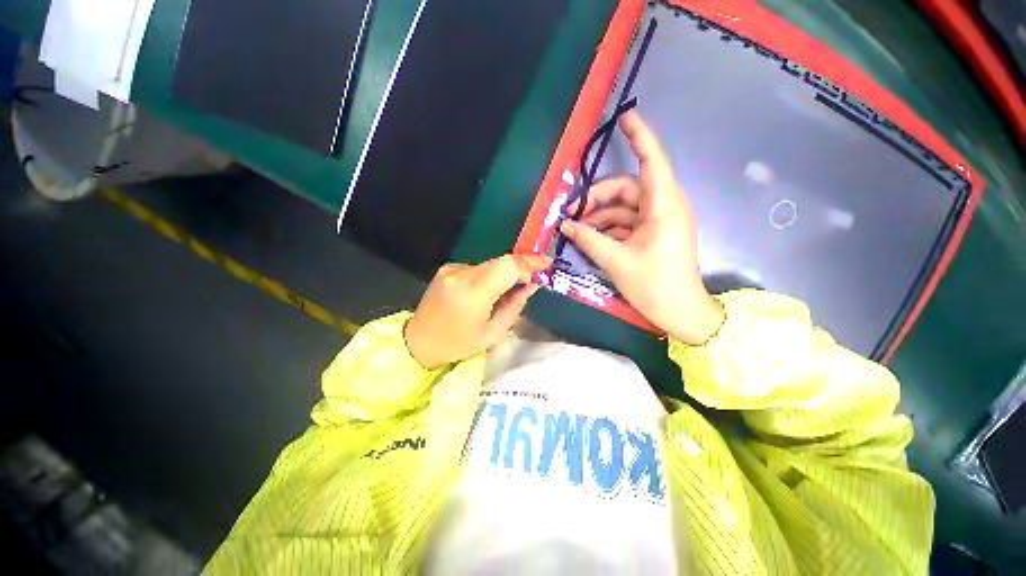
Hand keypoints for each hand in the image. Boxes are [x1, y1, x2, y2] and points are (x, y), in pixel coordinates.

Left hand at [404, 254, 552, 368]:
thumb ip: (515, 305)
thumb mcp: (493, 333)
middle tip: (537, 275)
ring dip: (506, 272)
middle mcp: (460, 275)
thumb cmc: (458, 344)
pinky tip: (488, 290)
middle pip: (501, 261)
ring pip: (491, 263)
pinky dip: (490, 275)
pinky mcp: (447, 267)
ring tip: (511, 289)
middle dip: (522, 266)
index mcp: (472, 296)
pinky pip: (479, 267)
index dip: (530, 264)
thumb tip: (533, 284)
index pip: (507, 267)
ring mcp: (451, 269)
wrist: (419, 341)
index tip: (547, 266)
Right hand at [560, 110, 723, 344]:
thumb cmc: (654, 286)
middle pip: (626, 189)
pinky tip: (589, 239)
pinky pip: (626, 223)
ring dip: (598, 216)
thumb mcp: (616, 261)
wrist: (679, 313)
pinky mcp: (652, 235)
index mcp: (664, 207)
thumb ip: (589, 240)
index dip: (640, 137)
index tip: (625, 117)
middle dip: (596, 198)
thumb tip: (565, 225)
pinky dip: (607, 228)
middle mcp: (663, 208)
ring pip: (623, 208)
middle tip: (571, 214)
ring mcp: (658, 222)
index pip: (652, 161)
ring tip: (575, 230)